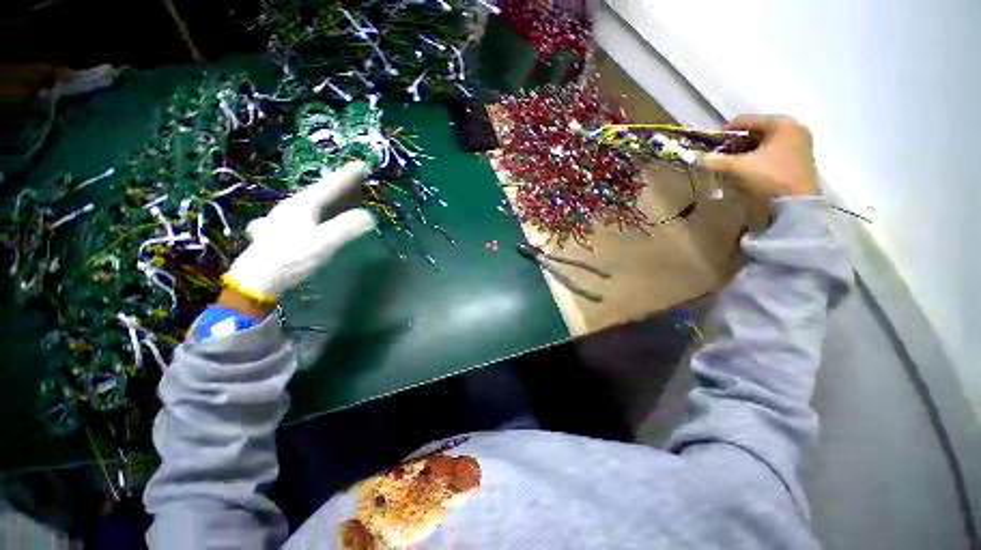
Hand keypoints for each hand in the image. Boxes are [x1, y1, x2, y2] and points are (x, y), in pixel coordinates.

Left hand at [222, 162, 375, 304]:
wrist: (256, 280)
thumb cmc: (290, 258)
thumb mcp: (322, 243)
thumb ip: (346, 228)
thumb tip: (369, 216)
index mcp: (301, 206)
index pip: (328, 186)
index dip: (346, 176)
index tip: (362, 164)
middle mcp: (290, 208)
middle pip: (317, 192)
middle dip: (336, 185)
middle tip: (353, 180)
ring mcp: (281, 220)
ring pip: (307, 203)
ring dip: (323, 197)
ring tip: (333, 196)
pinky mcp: (278, 233)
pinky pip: (299, 216)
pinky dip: (310, 212)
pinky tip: (301, 218)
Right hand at [701, 115, 818, 198]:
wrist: (797, 203)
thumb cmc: (770, 177)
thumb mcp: (740, 168)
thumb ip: (717, 161)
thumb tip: (698, 159)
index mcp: (781, 123)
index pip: (746, 120)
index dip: (725, 132)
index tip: (712, 145)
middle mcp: (793, 128)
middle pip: (756, 131)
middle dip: (736, 144)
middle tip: (722, 157)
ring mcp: (800, 142)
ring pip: (764, 142)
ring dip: (746, 151)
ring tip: (733, 164)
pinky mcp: (801, 157)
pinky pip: (773, 151)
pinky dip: (758, 157)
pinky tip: (749, 169)